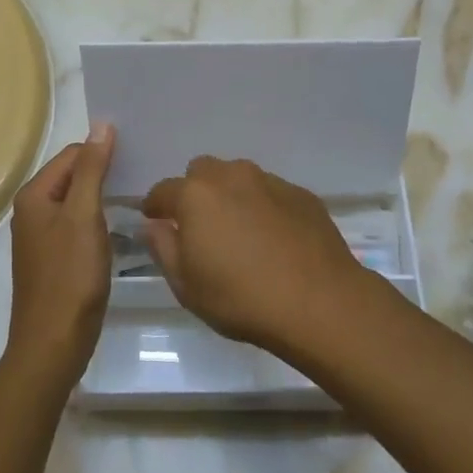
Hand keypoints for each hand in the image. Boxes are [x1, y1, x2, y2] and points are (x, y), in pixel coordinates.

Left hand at [6, 124, 114, 378]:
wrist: (54, 343)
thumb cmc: (70, 277)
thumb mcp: (84, 216)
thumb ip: (93, 169)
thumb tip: (102, 124)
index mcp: (34, 195)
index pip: (73, 154)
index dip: (103, 152)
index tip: (138, 156)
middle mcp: (32, 210)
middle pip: (74, 175)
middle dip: (104, 172)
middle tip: (143, 172)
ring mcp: (42, 236)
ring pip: (78, 201)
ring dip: (104, 196)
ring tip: (138, 194)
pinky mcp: (54, 258)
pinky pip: (78, 224)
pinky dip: (98, 220)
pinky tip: (121, 226)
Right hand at [141, 157, 367, 354]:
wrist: (318, 301)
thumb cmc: (241, 298)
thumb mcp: (187, 285)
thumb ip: (163, 248)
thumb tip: (154, 225)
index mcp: (196, 195)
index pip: (163, 190)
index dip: (155, 205)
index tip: (155, 220)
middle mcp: (231, 176)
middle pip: (202, 172)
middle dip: (195, 192)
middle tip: (201, 226)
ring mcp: (270, 181)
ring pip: (239, 177)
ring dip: (232, 196)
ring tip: (240, 232)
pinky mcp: (301, 194)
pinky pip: (271, 192)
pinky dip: (264, 207)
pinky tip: (273, 238)